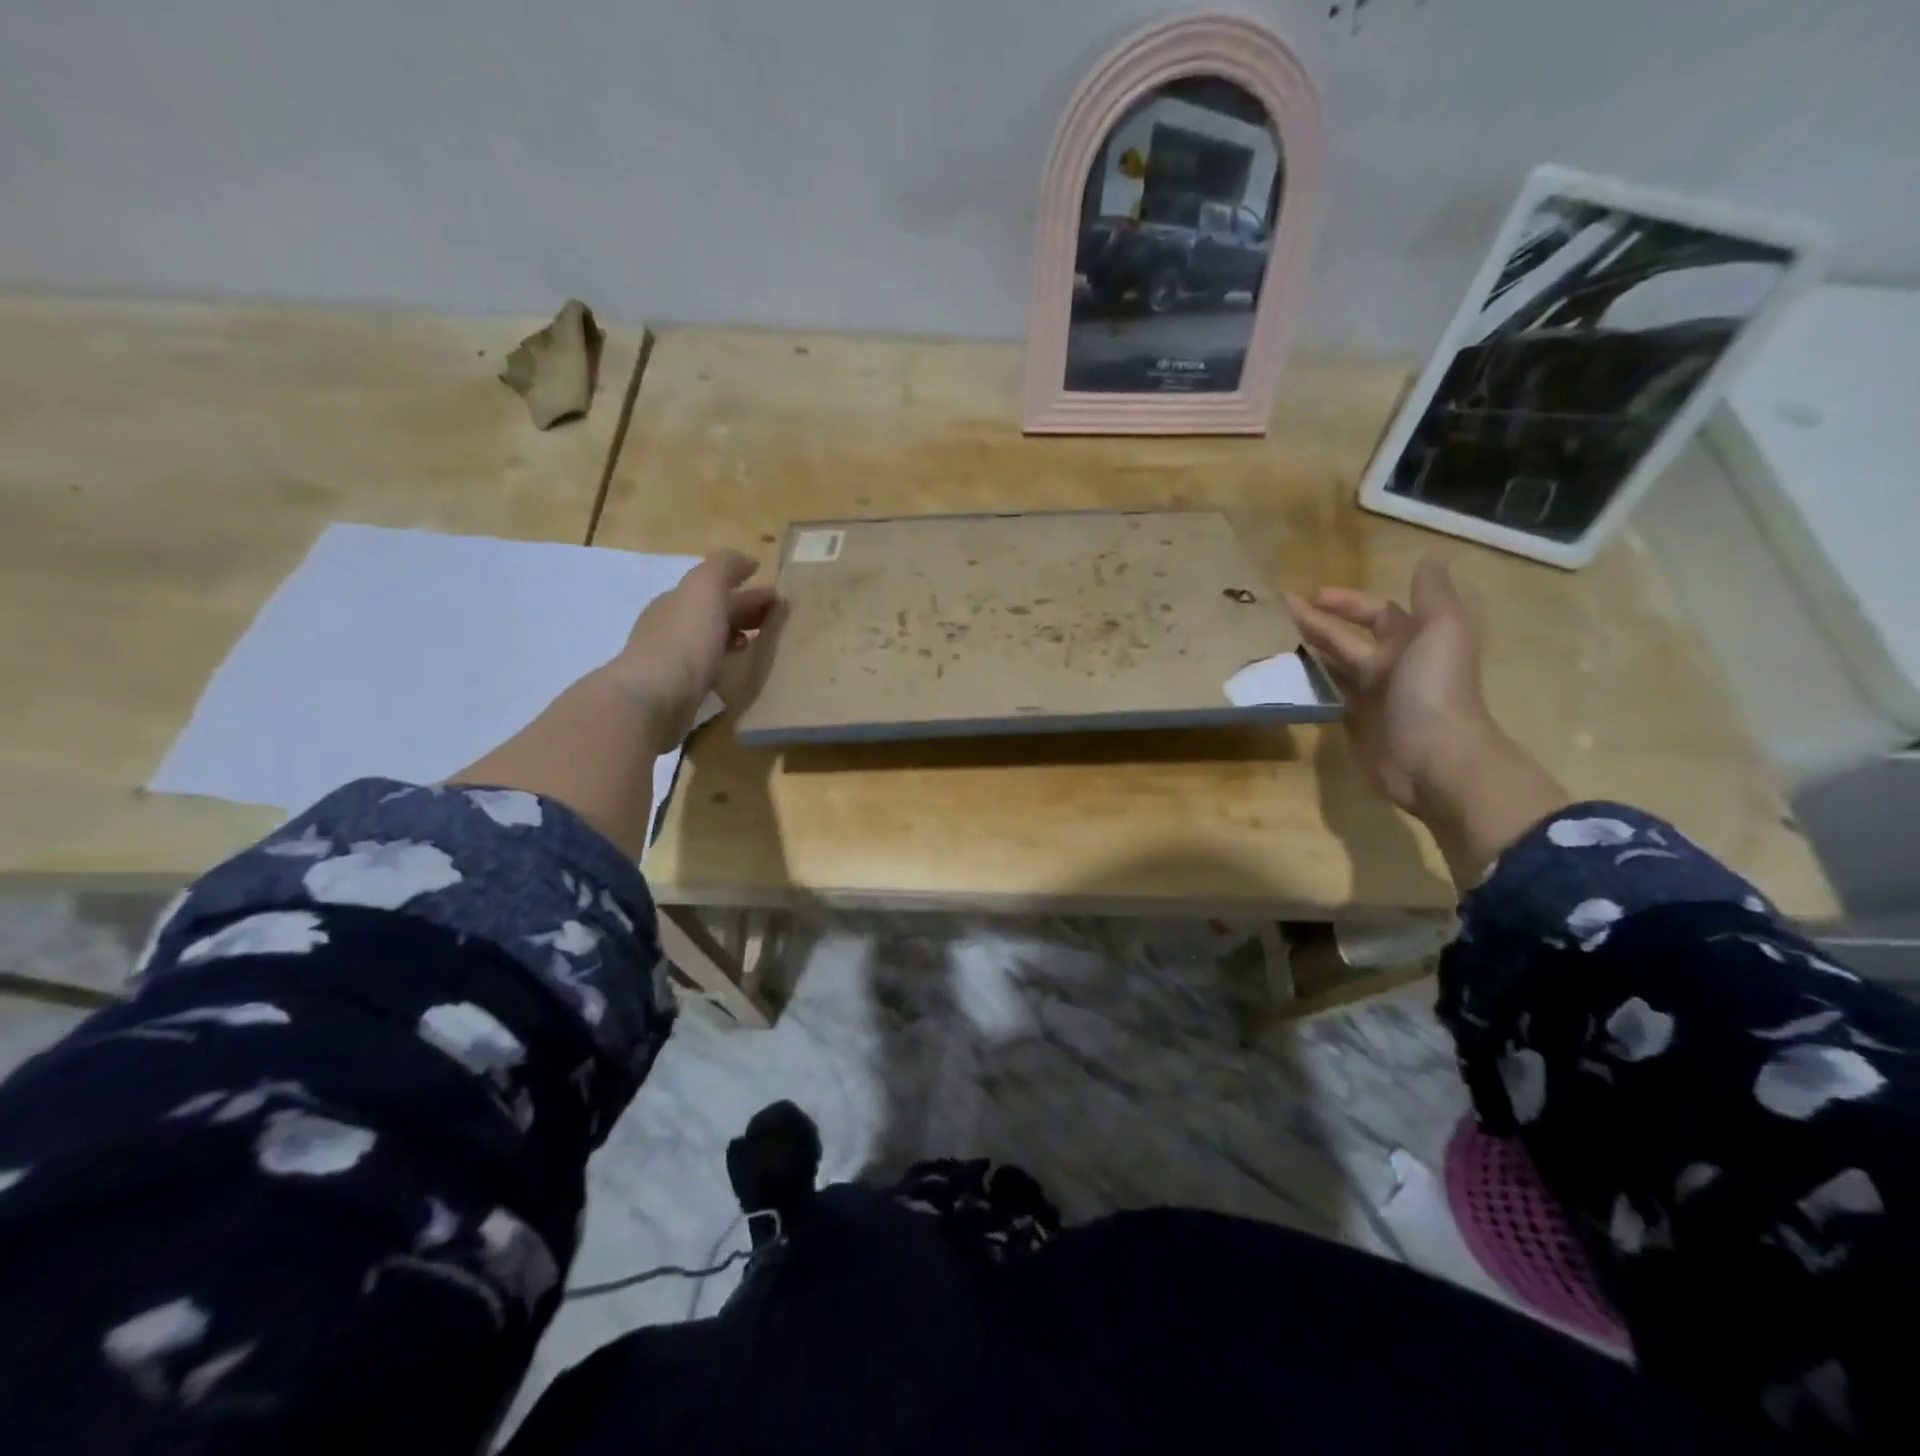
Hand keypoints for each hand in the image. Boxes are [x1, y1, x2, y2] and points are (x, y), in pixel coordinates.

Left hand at [606, 551, 775, 743]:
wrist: (653, 698)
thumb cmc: (684, 640)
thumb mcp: (705, 590)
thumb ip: (723, 568)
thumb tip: (747, 560)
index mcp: (677, 600)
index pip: (715, 588)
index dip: (746, 589)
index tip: (777, 597)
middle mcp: (671, 625)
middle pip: (712, 612)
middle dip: (742, 611)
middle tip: (775, 619)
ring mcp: (671, 659)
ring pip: (709, 640)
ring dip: (734, 636)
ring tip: (760, 644)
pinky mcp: (677, 690)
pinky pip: (707, 667)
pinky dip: (724, 662)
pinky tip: (735, 670)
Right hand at [1289, 558, 1567, 886]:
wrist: (1434, 758)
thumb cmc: (1434, 689)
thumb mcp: (1441, 630)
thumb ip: (1433, 595)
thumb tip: (1431, 556)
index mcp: (1413, 641)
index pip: (1377, 612)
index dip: (1348, 602)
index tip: (1312, 595)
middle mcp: (1391, 666)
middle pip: (1349, 639)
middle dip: (1318, 622)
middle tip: (1281, 611)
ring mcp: (1371, 697)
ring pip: (1335, 667)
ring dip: (1310, 652)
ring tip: (1274, 640)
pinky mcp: (1354, 725)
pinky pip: (1328, 698)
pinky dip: (1310, 686)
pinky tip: (1285, 678)